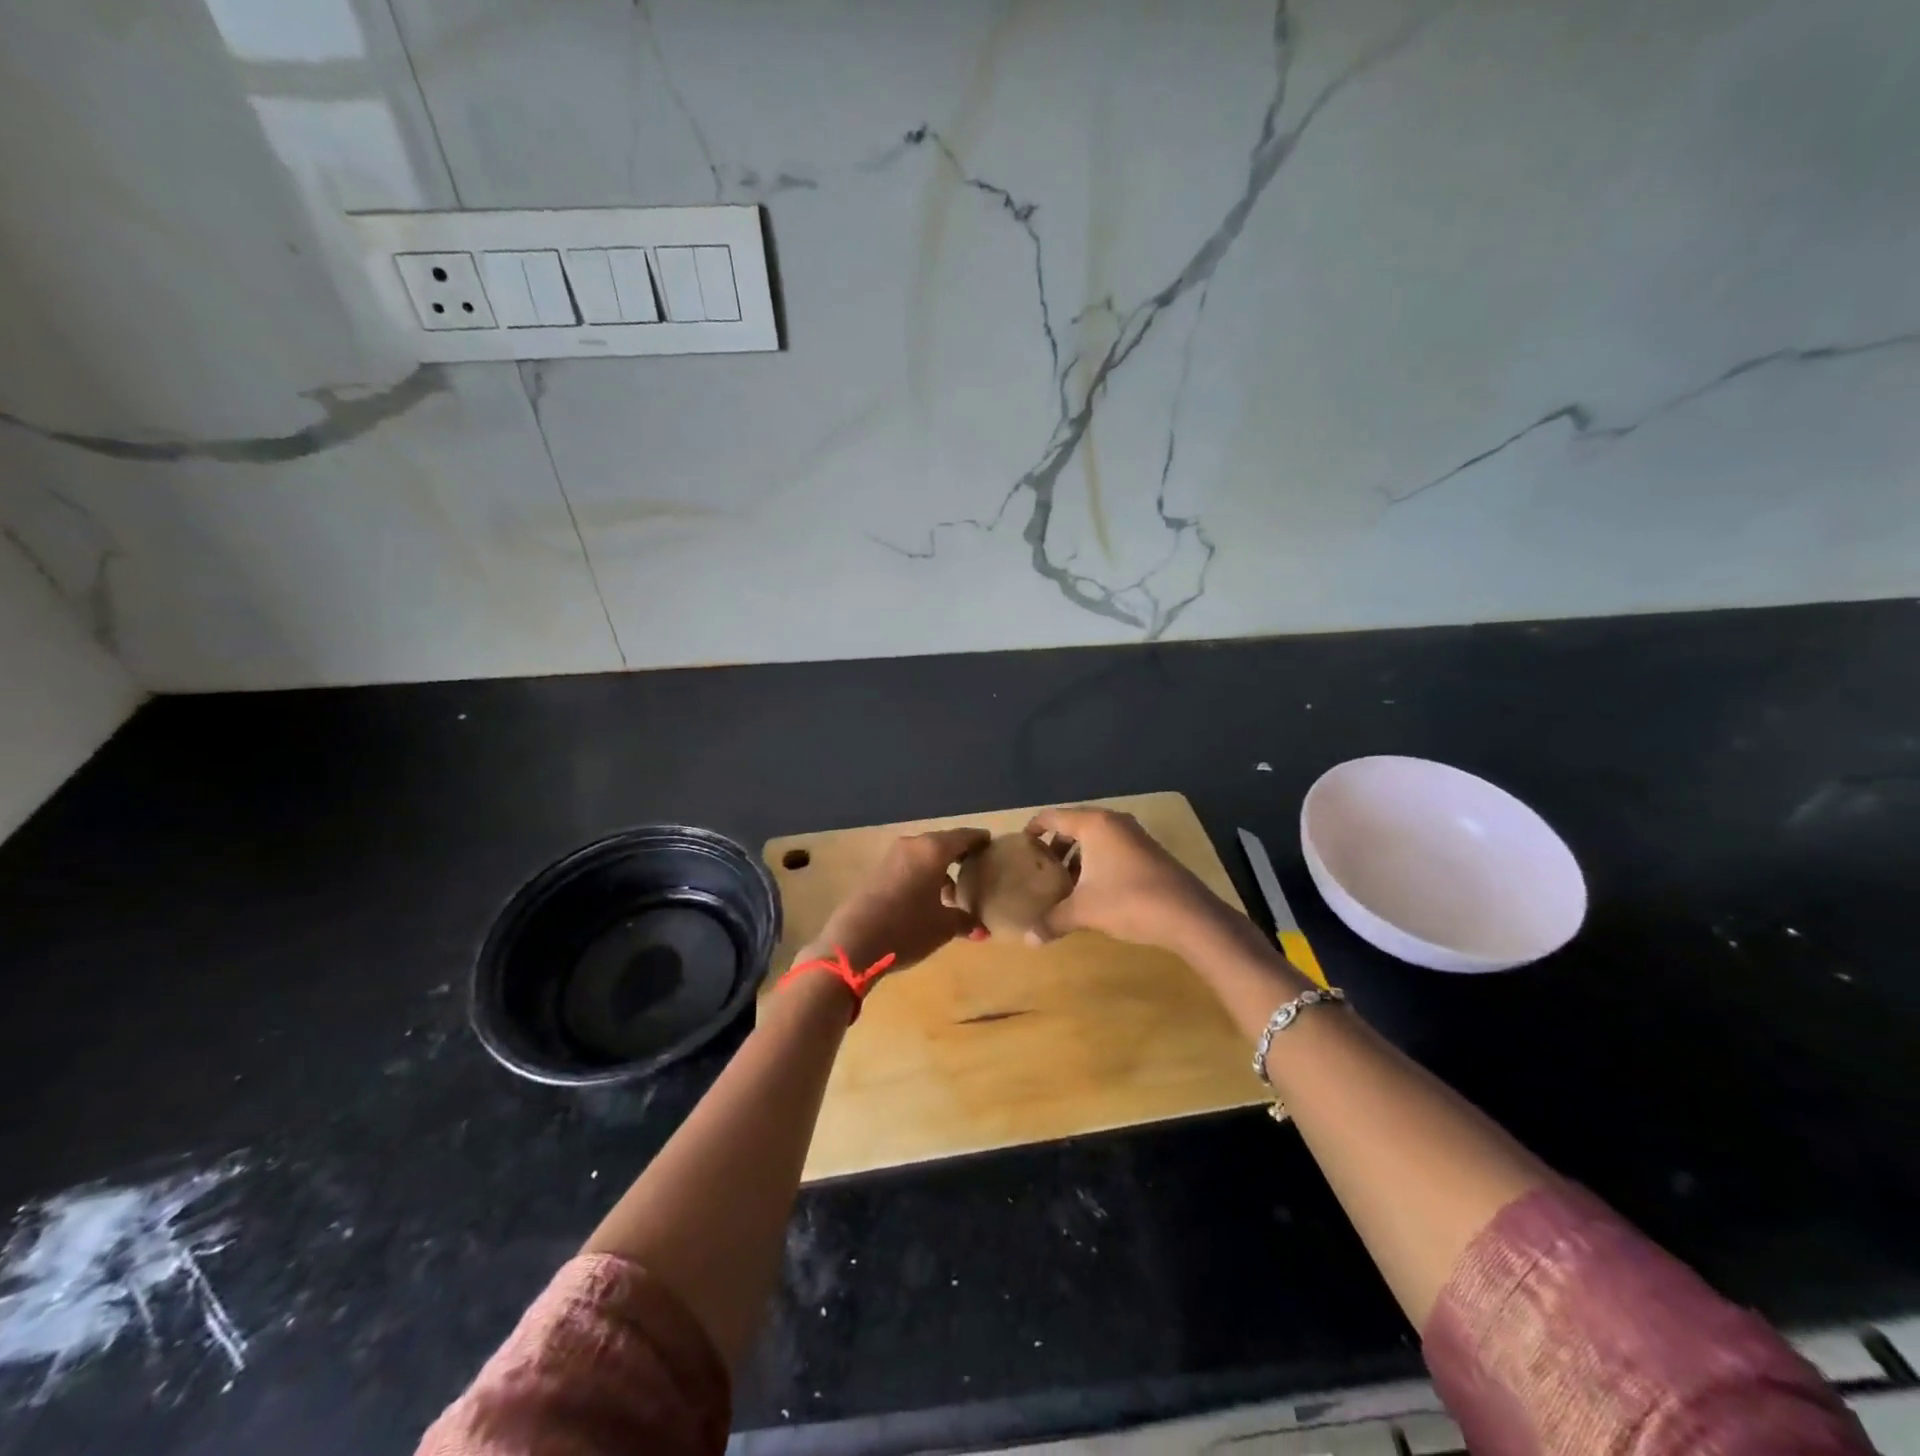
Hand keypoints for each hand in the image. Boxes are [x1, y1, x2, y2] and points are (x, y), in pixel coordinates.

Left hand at [802, 827, 990, 975]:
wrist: (853, 943)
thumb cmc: (906, 928)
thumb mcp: (943, 927)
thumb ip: (965, 921)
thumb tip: (982, 928)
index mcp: (933, 850)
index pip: (964, 837)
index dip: (979, 840)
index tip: (992, 845)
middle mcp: (912, 846)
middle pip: (942, 843)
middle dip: (960, 855)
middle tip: (977, 869)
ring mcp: (891, 858)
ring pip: (924, 856)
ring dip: (939, 869)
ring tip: (954, 892)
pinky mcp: (877, 872)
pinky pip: (908, 867)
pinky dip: (922, 876)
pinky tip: (927, 900)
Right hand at [1022, 807, 1245, 954]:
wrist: (1189, 915)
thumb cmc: (1129, 901)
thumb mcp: (1084, 912)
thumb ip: (1053, 921)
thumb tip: (1028, 940)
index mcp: (1094, 825)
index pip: (1053, 817)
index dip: (1034, 829)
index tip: (1020, 846)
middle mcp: (1114, 822)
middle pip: (1074, 825)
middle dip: (1055, 846)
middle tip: (1040, 868)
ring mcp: (1135, 836)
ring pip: (1096, 839)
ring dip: (1077, 856)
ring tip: (1064, 882)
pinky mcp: (1149, 852)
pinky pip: (1113, 848)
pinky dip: (1097, 862)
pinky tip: (1094, 889)